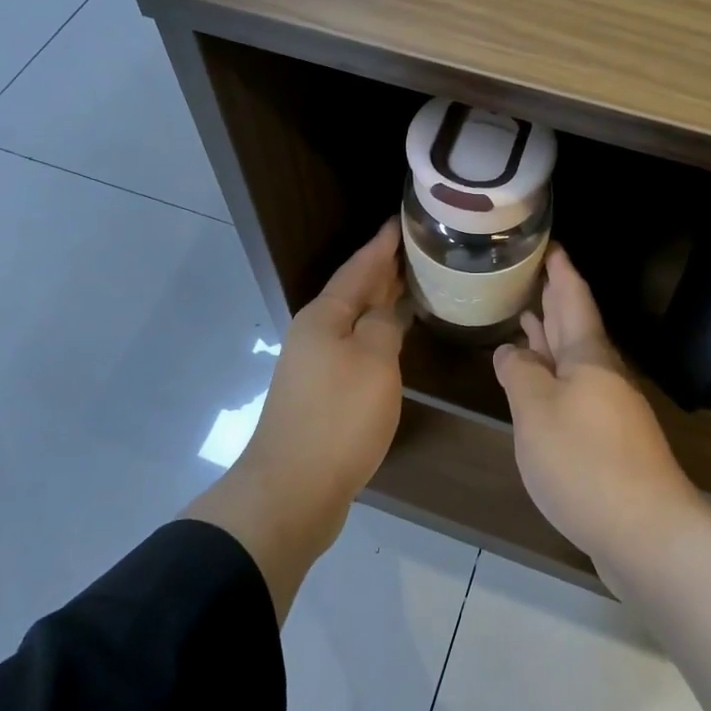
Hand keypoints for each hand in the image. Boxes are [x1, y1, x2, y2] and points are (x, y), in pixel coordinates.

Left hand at [244, 217, 410, 516]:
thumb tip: (385, 312)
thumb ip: (384, 325)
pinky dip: (377, 334)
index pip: (359, 267)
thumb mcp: (374, 362)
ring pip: (355, 320)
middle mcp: (315, 333)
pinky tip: (394, 339)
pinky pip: (354, 347)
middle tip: (416, 249)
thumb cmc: (338, 418)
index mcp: (325, 316)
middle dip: (382, 269)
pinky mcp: (321, 393)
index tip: (401, 221)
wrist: (293, 489)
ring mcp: (315, 364)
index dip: (382, 244)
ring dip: (380, 302)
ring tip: (412, 285)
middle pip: (353, 291)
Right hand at [493, 248, 704, 564]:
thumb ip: (519, 375)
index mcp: (588, 357)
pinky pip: (574, 391)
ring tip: (526, 317)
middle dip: (555, 299)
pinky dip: (553, 376)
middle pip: (576, 326)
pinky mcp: (607, 441)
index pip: (573, 299)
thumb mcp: (536, 411)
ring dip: (550, 337)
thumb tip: (510, 351)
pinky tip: (537, 384)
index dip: (561, 271)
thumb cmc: (584, 461)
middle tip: (533, 273)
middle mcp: (602, 375)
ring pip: (573, 360)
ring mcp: (608, 409)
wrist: (646, 533)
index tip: (551, 244)